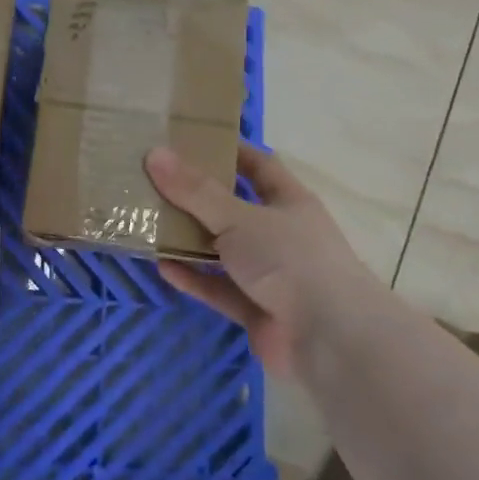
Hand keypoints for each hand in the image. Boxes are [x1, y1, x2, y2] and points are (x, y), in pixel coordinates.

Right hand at [145, 143, 386, 378]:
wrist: (328, 338)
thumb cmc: (290, 260)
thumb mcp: (238, 217)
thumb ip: (195, 190)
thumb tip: (154, 154)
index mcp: (289, 202)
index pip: (259, 166)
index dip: (229, 151)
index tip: (191, 141)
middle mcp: (281, 235)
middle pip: (234, 209)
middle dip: (198, 198)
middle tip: (156, 182)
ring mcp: (269, 274)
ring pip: (222, 252)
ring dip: (190, 241)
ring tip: (150, 224)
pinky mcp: (256, 309)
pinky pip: (218, 288)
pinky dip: (193, 279)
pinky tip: (162, 267)